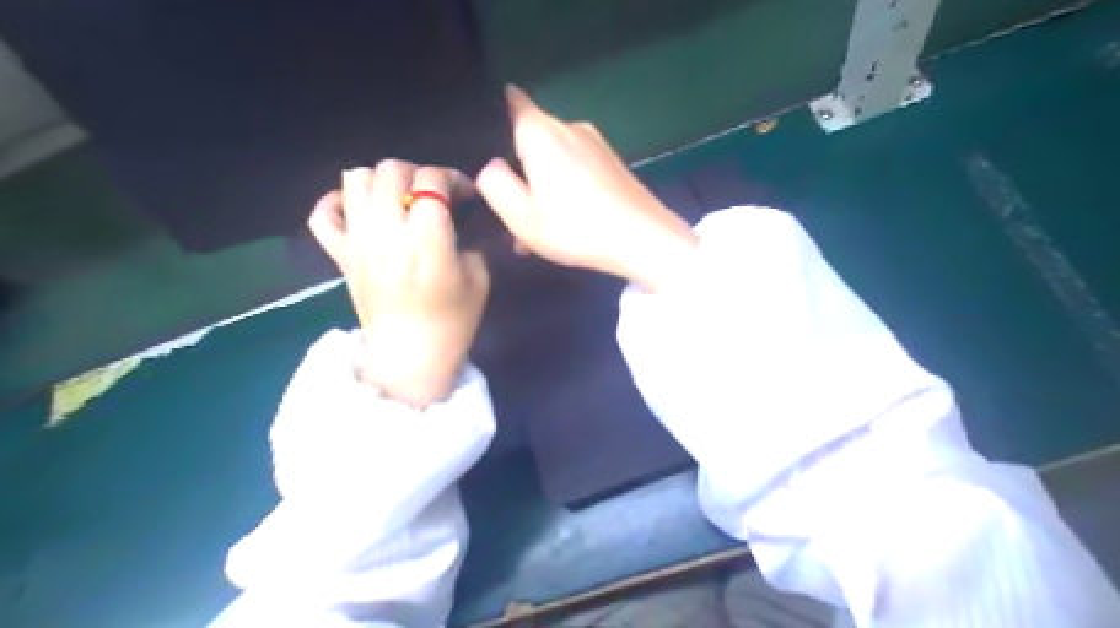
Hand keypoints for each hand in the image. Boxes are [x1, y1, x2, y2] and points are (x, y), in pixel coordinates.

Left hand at [311, 161, 491, 407]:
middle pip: (391, 170)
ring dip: (382, 181)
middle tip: (431, 195)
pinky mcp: (340, 256)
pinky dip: (337, 204)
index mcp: (427, 243)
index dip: (452, 178)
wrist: (409, 358)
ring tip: (398, 200)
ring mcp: (358, 243)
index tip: (463, 194)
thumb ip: (468, 241)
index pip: (432, 181)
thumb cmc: (452, 323)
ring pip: (355, 179)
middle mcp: (387, 234)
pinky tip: (358, 211)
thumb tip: (453, 219)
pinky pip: (322, 215)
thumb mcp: (478, 279)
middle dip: (418, 173)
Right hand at [474, 87, 697, 291]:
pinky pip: (576, 167)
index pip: (510, 101)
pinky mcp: (612, 161)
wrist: (642, 240)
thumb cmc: (575, 227)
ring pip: (554, 158)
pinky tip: (565, 222)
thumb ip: (493, 183)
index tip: (486, 148)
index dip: (493, 119)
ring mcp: (595, 142)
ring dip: (542, 187)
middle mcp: (569, 126)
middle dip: (518, 170)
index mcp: (541, 131)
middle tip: (512, 211)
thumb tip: (491, 164)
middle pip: (531, 139)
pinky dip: (565, 189)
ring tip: (538, 229)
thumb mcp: (520, 215)